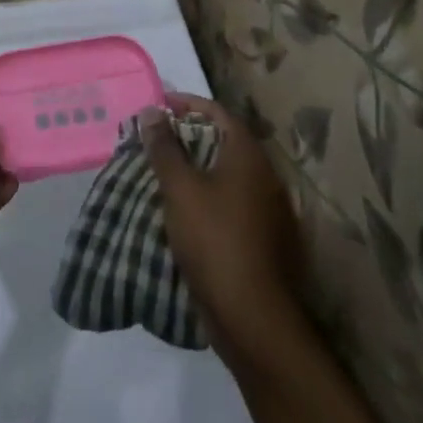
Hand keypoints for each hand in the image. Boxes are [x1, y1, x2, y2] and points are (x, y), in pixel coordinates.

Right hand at [141, 93, 308, 368]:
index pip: (217, 112)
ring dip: (197, 168)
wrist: (254, 318)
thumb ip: (165, 148)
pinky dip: (207, 196)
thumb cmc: (215, 241)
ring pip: (227, 174)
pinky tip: (184, 210)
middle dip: (189, 136)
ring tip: (163, 173)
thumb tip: (152, 111)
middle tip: (155, 140)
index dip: (186, 104)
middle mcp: (265, 175)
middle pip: (224, 141)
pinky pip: (232, 202)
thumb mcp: (180, 189)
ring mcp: (269, 209)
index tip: (157, 107)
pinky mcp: (264, 238)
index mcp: (248, 155)